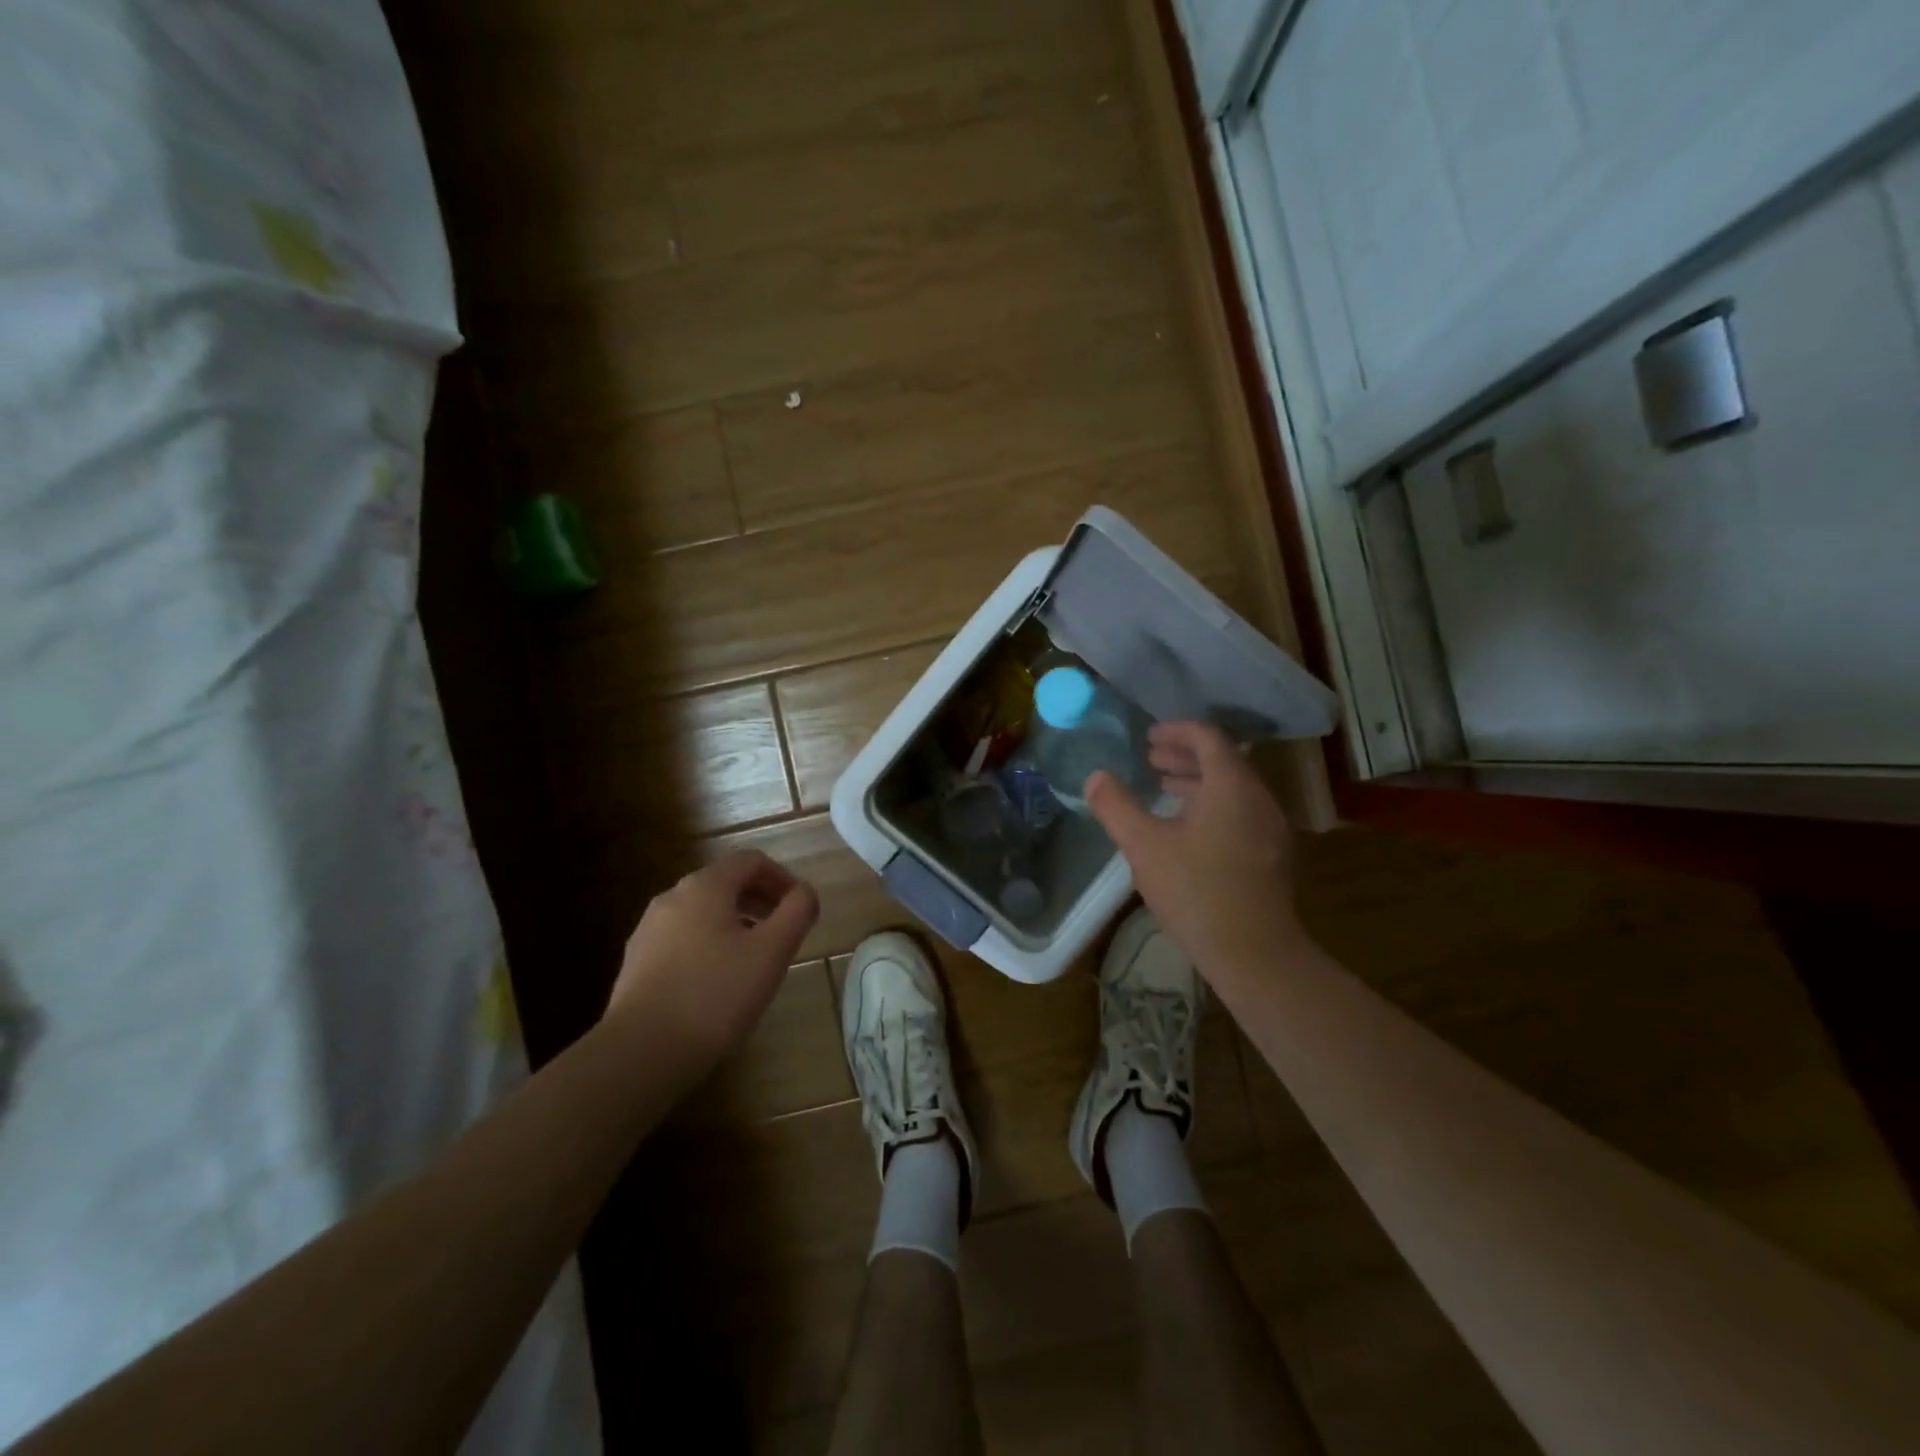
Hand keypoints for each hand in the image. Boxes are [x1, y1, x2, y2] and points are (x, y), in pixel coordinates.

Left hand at [606, 851, 819, 1071]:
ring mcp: (649, 929)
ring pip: (703, 912)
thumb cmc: (715, 994)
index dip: (783, 877)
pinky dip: (709, 944)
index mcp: (705, 886)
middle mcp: (672, 897)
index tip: (800, 907)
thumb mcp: (772, 952)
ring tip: (754, 958)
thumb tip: (805, 893)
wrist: (640, 1052)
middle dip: (760, 900)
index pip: (751, 861)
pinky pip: (682, 938)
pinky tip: (718, 982)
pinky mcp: (636, 962)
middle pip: (725, 883)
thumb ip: (797, 913)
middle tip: (783, 931)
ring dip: (735, 923)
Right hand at [1086, 721, 1302, 990]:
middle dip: (1184, 755)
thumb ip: (1116, 806)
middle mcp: (1259, 797)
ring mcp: (1271, 827)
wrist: (1254, 952)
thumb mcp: (1143, 845)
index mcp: (1231, 784)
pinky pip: (1241, 811)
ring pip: (1233, 788)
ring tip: (1163, 789)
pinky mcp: (1272, 854)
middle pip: (1223, 760)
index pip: (1208, 737)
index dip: (1177, 731)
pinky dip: (1212, 805)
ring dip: (1197, 781)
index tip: (1148, 737)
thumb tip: (1095, 777)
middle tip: (1150, 759)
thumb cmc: (1195, 890)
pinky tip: (1187, 828)